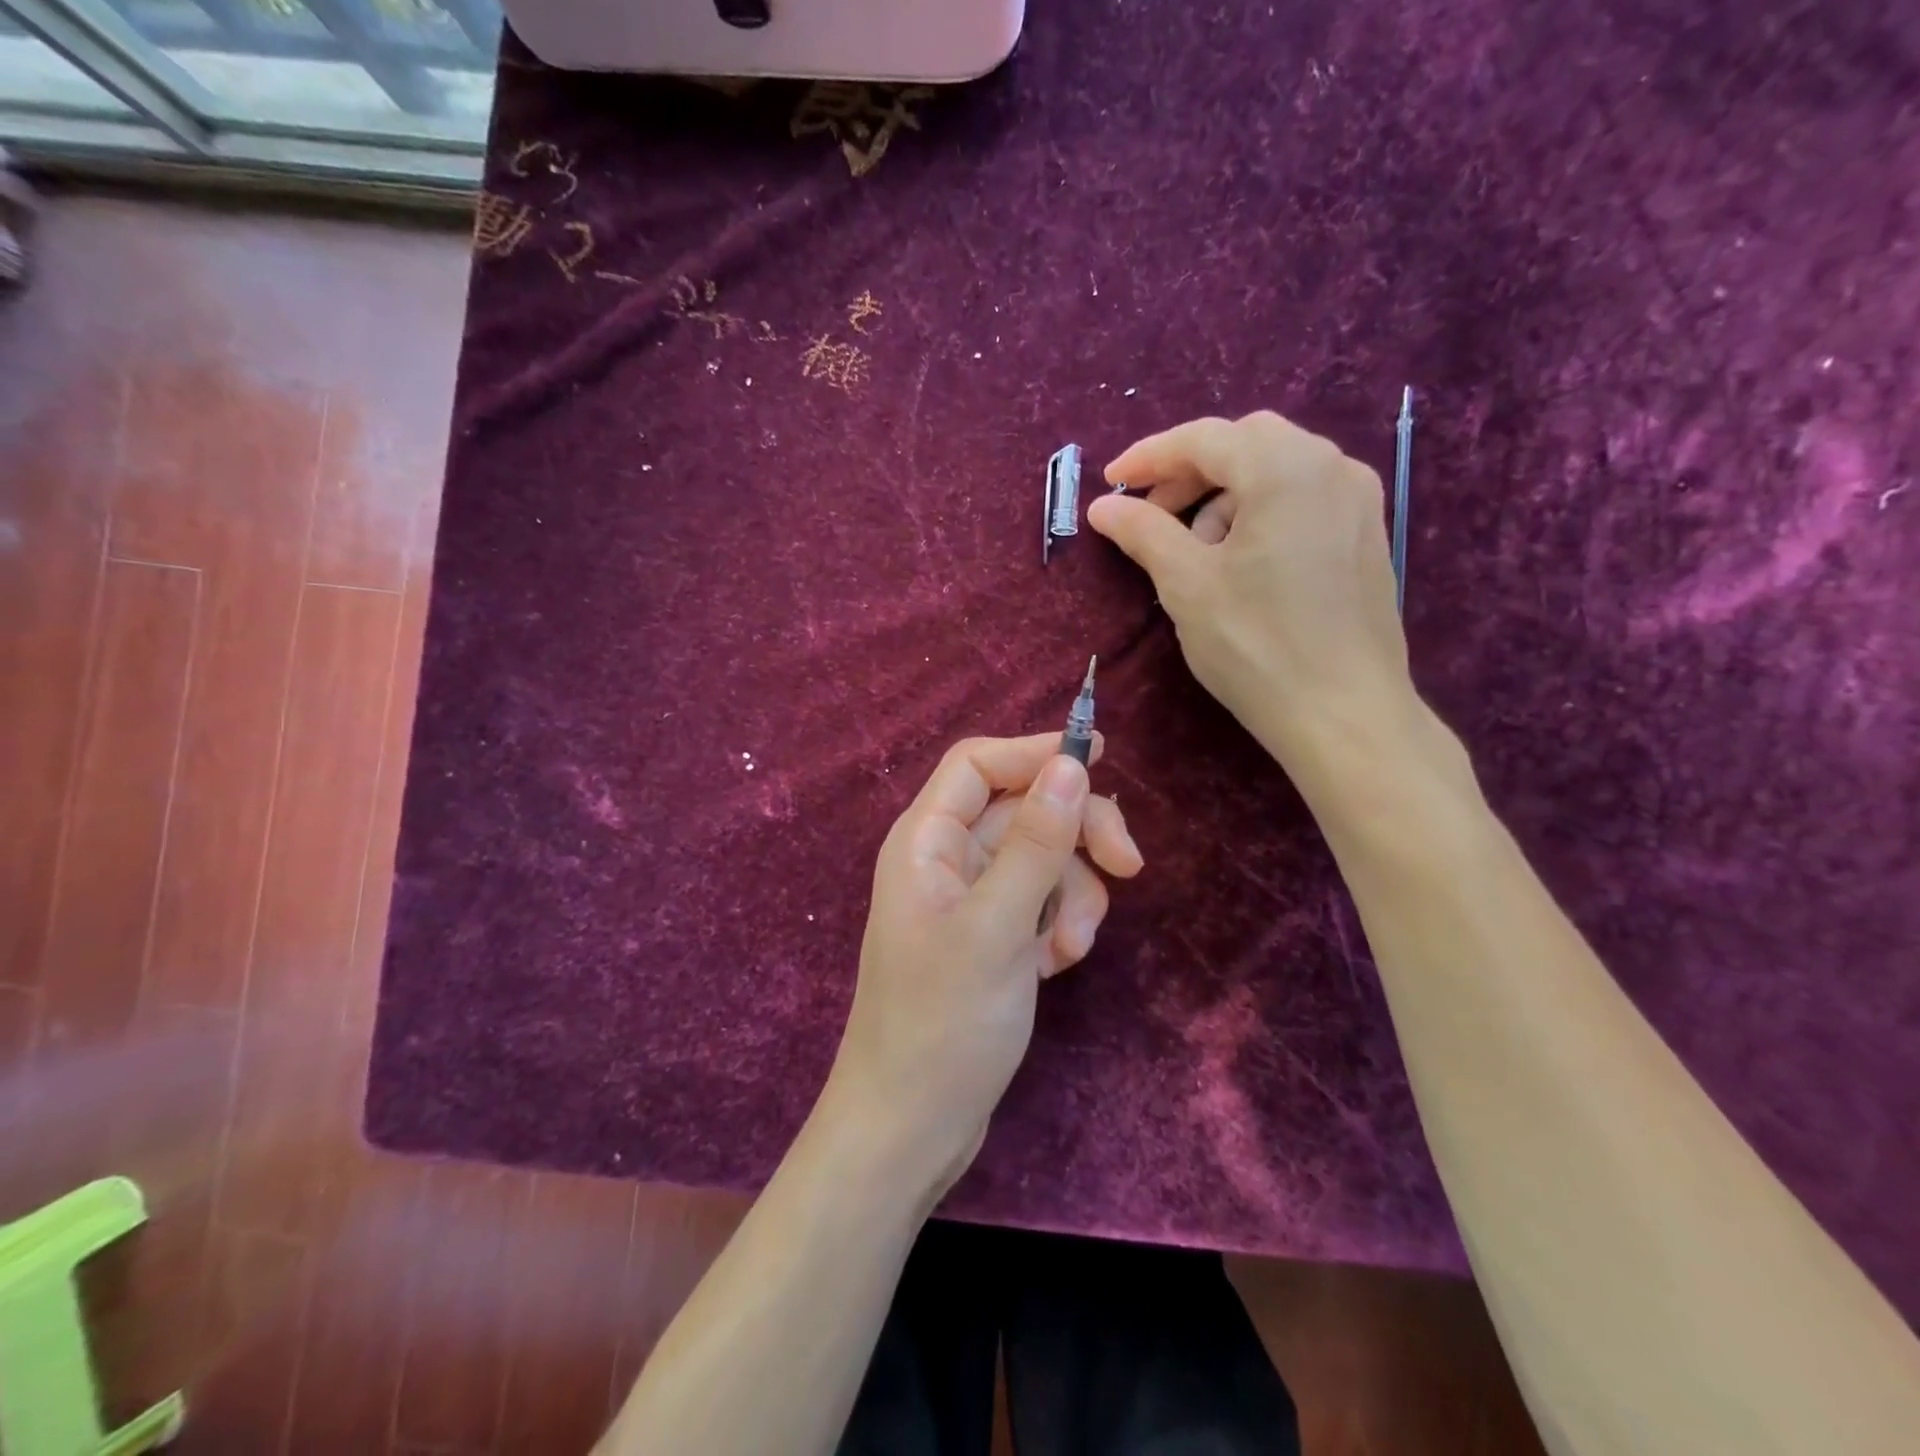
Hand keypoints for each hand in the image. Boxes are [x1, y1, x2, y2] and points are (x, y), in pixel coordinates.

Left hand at [825, 733, 1142, 1194]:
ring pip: (1042, 860)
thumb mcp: (997, 927)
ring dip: (1072, 896)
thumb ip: (1035, 842)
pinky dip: (1060, 925)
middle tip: (1130, 867)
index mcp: (926, 841)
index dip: (1036, 753)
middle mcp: (946, 860)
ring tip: (1070, 950)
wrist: (912, 1128)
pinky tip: (1057, 967)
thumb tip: (1072, 763)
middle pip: (1023, 809)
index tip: (1101, 762)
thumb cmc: (942, 1024)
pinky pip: (1040, 903)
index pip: (979, 763)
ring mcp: (971, 900)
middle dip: (1076, 834)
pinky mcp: (992, 937)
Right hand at [1087, 412, 1416, 790]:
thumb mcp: (1186, 585)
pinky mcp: (1366, 534)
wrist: (1344, 714)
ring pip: (1276, 469)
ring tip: (1196, 551)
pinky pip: (1302, 497)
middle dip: (1189, 472)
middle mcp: (1332, 466)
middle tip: (1151, 513)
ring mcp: (1358, 500)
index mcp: (1286, 469)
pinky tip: (1240, 561)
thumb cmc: (1256, 646)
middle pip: (1245, 444)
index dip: (1149, 457)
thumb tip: (1102, 506)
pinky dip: (1259, 511)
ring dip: (1224, 495)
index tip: (1109, 484)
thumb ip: (1143, 532)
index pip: (1204, 438)